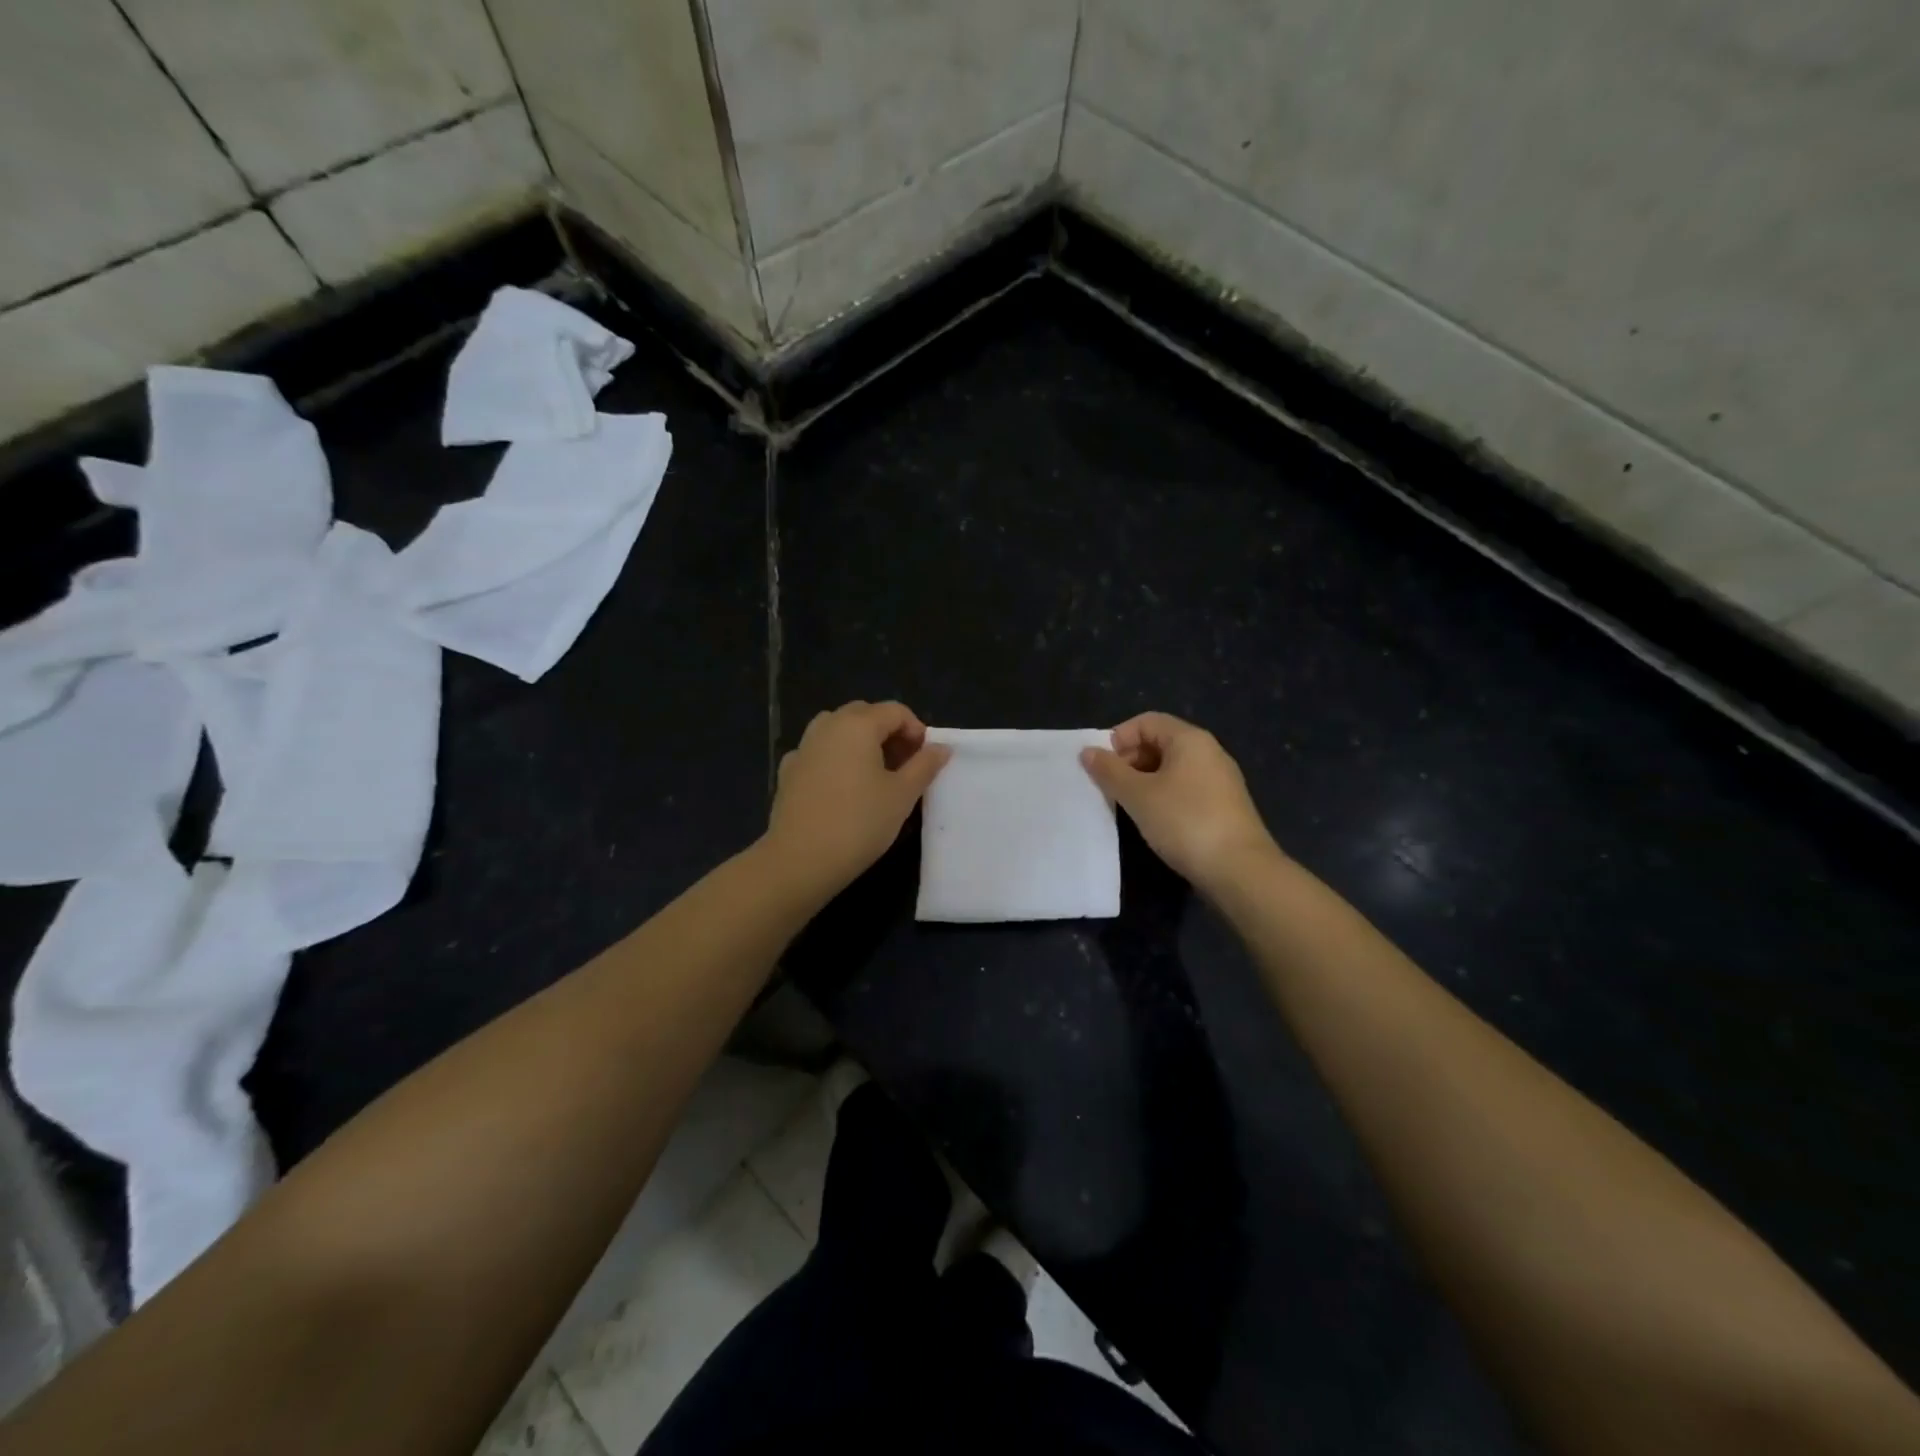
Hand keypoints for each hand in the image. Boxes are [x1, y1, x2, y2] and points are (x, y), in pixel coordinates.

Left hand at [764, 701, 950, 895]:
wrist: (800, 859)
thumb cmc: (859, 823)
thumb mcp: (902, 795)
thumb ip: (924, 766)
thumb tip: (941, 747)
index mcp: (858, 725)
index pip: (895, 711)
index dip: (916, 730)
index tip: (925, 759)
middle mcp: (827, 726)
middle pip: (864, 714)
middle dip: (888, 732)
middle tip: (904, 765)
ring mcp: (803, 747)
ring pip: (837, 730)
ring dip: (859, 742)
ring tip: (874, 774)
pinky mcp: (788, 771)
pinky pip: (818, 752)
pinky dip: (835, 759)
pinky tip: (841, 787)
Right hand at [1081, 712, 1278, 890]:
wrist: (1239, 869)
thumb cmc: (1184, 822)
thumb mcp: (1138, 795)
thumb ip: (1110, 771)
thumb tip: (1087, 752)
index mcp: (1190, 739)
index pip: (1146, 721)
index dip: (1119, 738)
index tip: (1102, 767)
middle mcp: (1208, 752)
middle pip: (1159, 742)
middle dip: (1129, 761)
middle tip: (1110, 788)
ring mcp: (1219, 779)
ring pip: (1171, 768)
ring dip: (1144, 781)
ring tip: (1128, 806)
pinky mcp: (1223, 805)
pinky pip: (1185, 788)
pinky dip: (1163, 796)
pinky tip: (1153, 820)